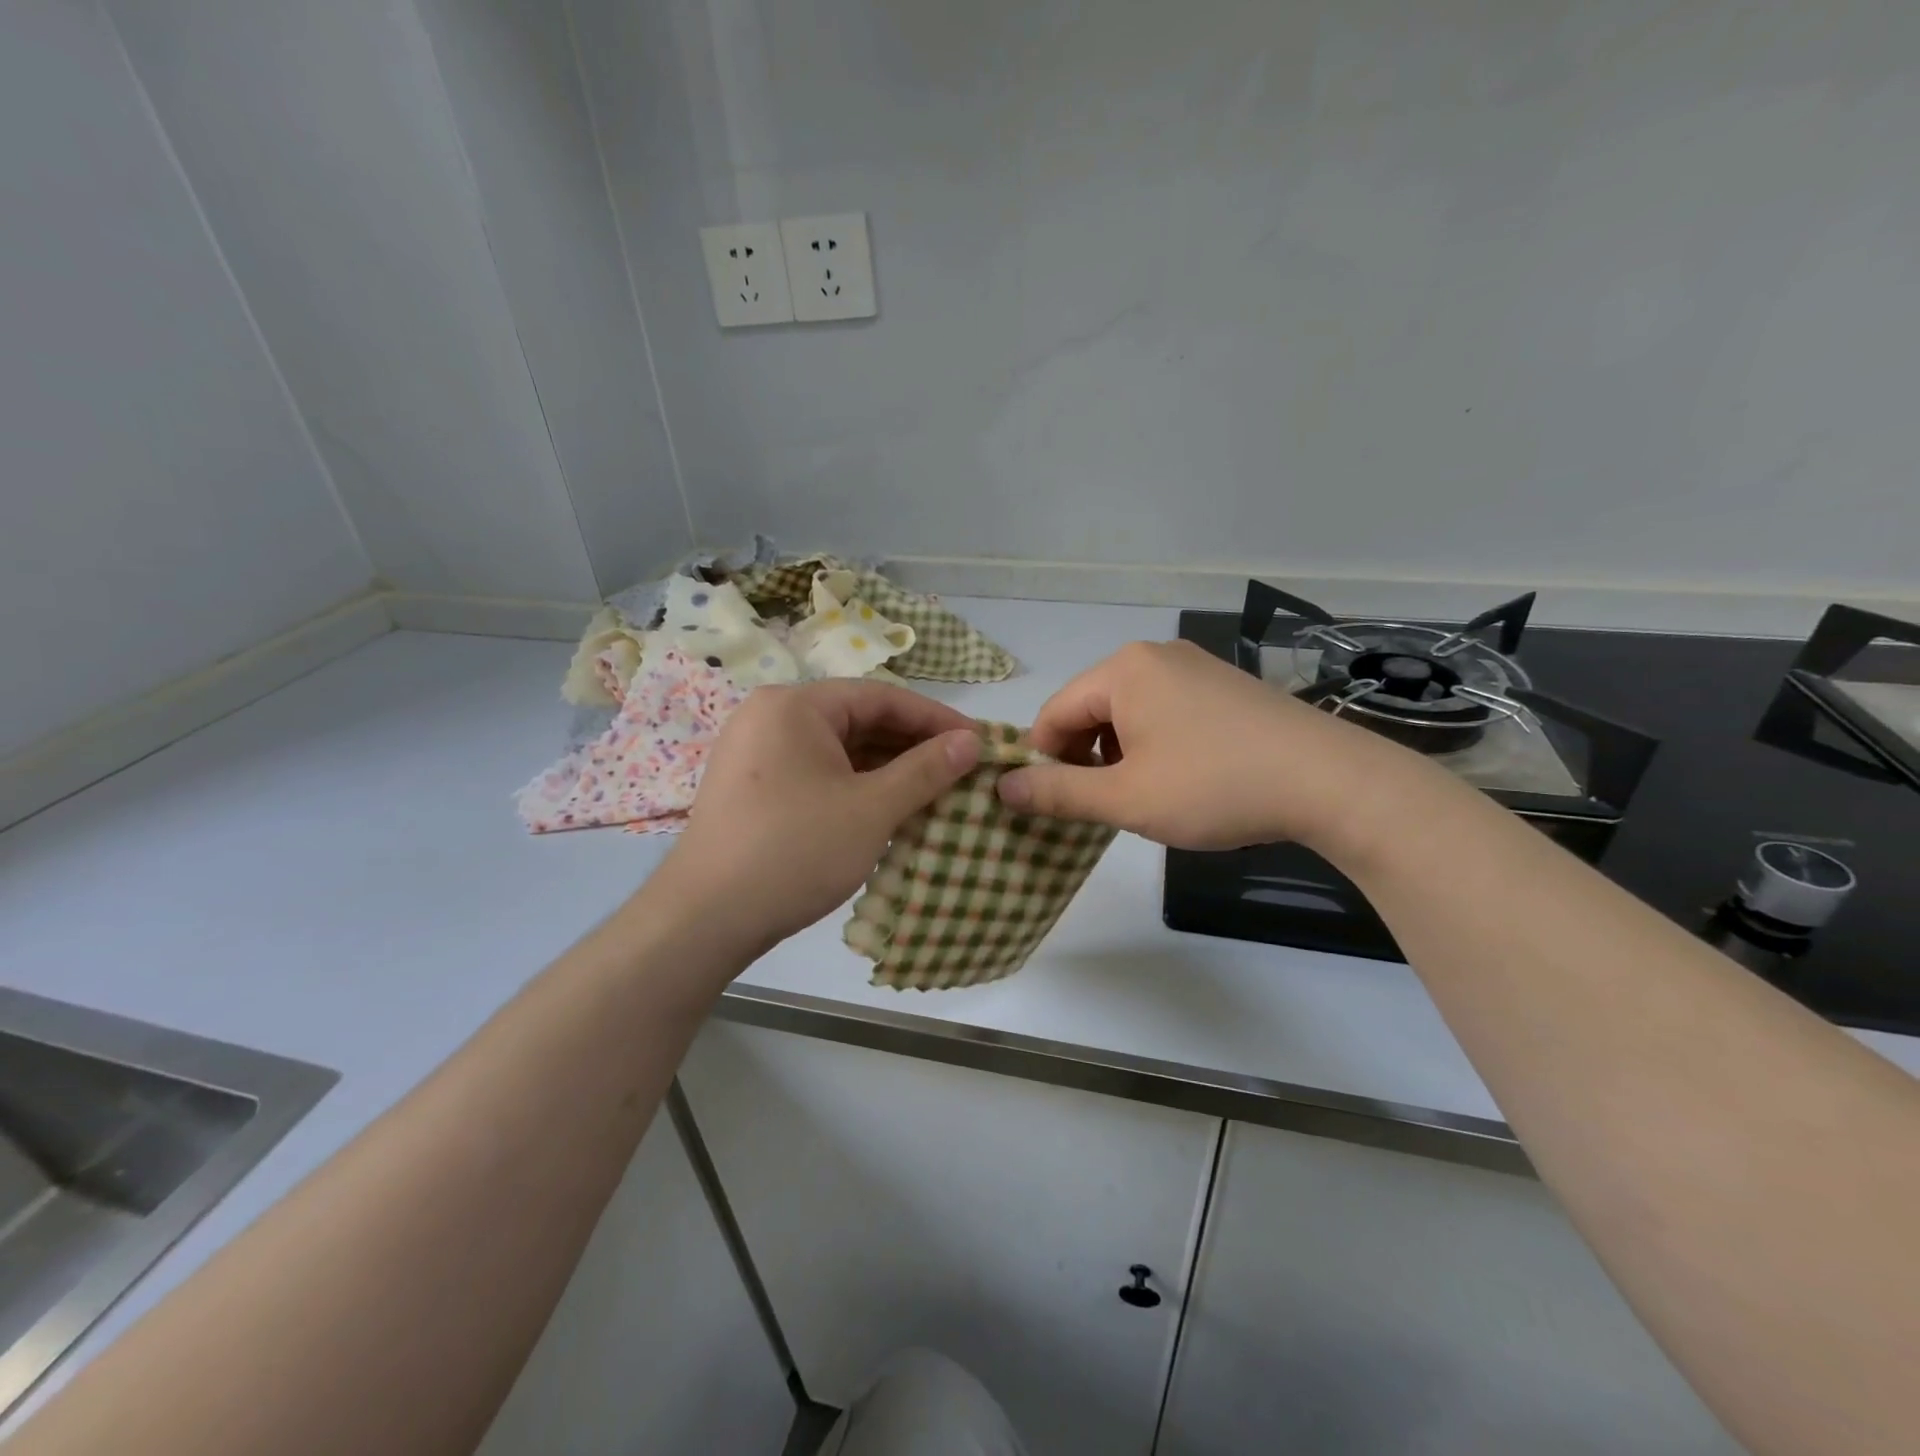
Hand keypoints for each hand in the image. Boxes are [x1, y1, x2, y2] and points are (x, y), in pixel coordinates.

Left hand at [648, 680, 980, 964]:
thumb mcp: (872, 809)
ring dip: (887, 769)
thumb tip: (972, 740)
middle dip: (913, 746)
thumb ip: (926, 770)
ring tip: (935, 792)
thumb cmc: (794, 851)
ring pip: (839, 750)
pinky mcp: (753, 788)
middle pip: (858, 720)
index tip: (978, 741)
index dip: (936, 719)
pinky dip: (856, 786)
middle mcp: (771, 717)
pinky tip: (890, 809)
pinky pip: (817, 773)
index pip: (882, 697)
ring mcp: (757, 753)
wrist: (704, 920)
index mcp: (796, 705)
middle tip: (961, 770)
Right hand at [996, 640, 1431, 853]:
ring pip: (1128, 713)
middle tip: (1102, 807)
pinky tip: (1180, 778)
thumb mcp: (1125, 798)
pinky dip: (1154, 744)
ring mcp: (1194, 666)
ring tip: (1143, 797)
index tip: (1053, 806)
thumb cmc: (1214, 786)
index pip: (1054, 713)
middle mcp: (1154, 655)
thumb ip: (1058, 792)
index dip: (1043, 761)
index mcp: (1122, 669)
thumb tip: (1003, 787)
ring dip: (1119, 755)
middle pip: (1090, 709)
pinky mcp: (1224, 685)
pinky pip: (1165, 711)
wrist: (1328, 781)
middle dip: (1085, 758)